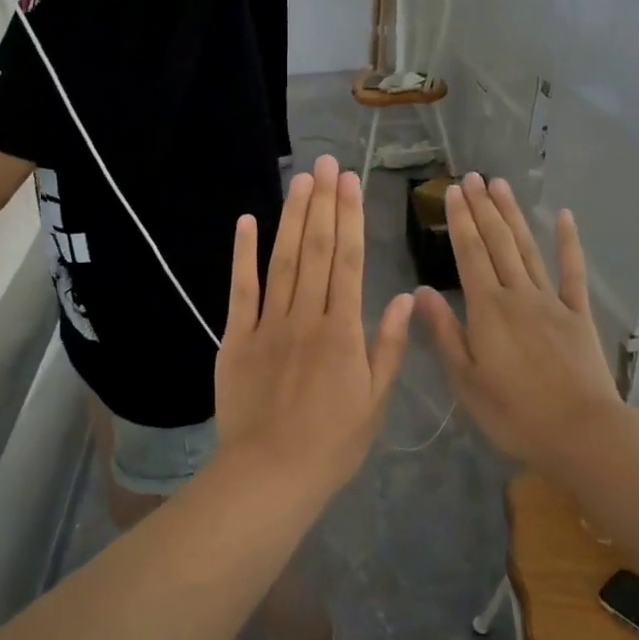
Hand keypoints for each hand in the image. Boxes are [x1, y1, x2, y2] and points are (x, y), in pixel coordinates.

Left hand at [214, 154, 413, 486]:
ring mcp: (267, 325)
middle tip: (327, 163)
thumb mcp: (374, 402)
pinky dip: (242, 255)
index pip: (348, 261)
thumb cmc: (331, 445)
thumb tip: (403, 296)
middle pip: (316, 250)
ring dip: (291, 217)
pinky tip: (247, 221)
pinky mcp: (235, 339)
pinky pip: (240, 291)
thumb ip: (388, 346)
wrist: (269, 476)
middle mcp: (307, 317)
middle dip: (323, 203)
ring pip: (282, 261)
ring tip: (301, 180)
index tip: (351, 182)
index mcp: (343, 332)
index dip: (350, 218)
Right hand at [416, 174, 622, 463]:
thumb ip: (444, 332)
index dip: (460, 220)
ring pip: (528, 248)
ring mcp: (552, 301)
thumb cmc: (514, 413)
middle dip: (482, 207)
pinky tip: (564, 217)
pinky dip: (568, 243)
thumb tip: (420, 292)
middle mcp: (518, 294)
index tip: (452, 191)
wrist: (581, 432)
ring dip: (513, 215)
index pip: (469, 253)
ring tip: (500, 185)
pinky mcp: (578, 314)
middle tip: (472, 176)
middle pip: (497, 242)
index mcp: (487, 309)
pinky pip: (572, 272)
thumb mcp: (466, 380)